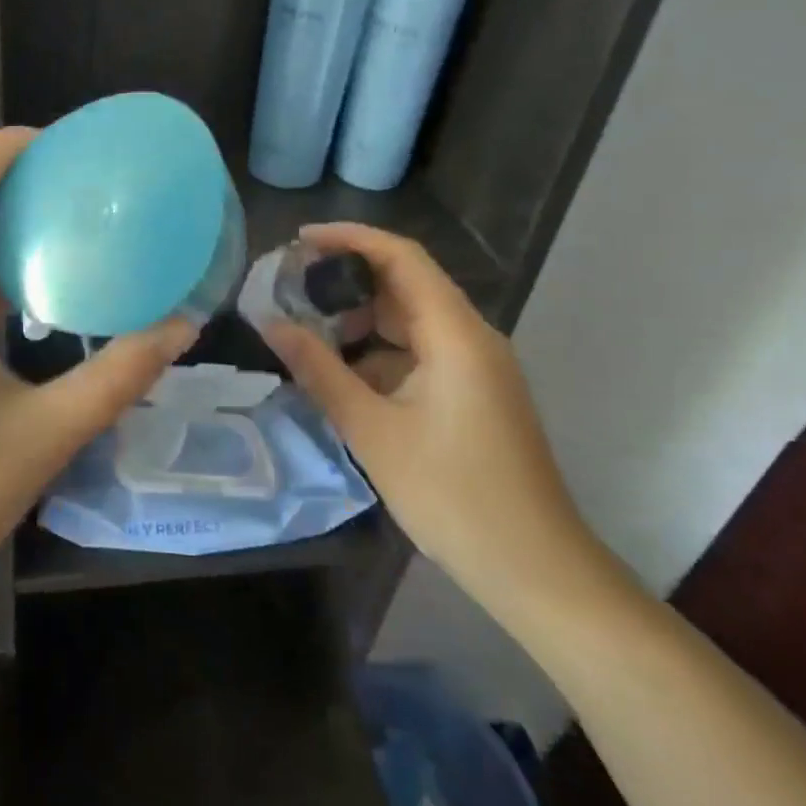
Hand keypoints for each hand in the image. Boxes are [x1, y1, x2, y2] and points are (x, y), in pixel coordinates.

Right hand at [259, 222, 604, 616]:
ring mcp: (476, 367)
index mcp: (455, 334)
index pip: (402, 257)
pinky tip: (341, 374)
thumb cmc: (451, 494)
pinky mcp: (474, 393)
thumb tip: (271, 324)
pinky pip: (420, 353)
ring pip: (411, 321)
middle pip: (406, 284)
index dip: (350, 238)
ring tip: (306, 329)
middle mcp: (472, 338)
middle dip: (348, 279)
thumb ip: (319, 370)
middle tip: (291, 287)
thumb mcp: (371, 429)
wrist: (534, 568)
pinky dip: (379, 352)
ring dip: (361, 319)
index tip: (300, 242)